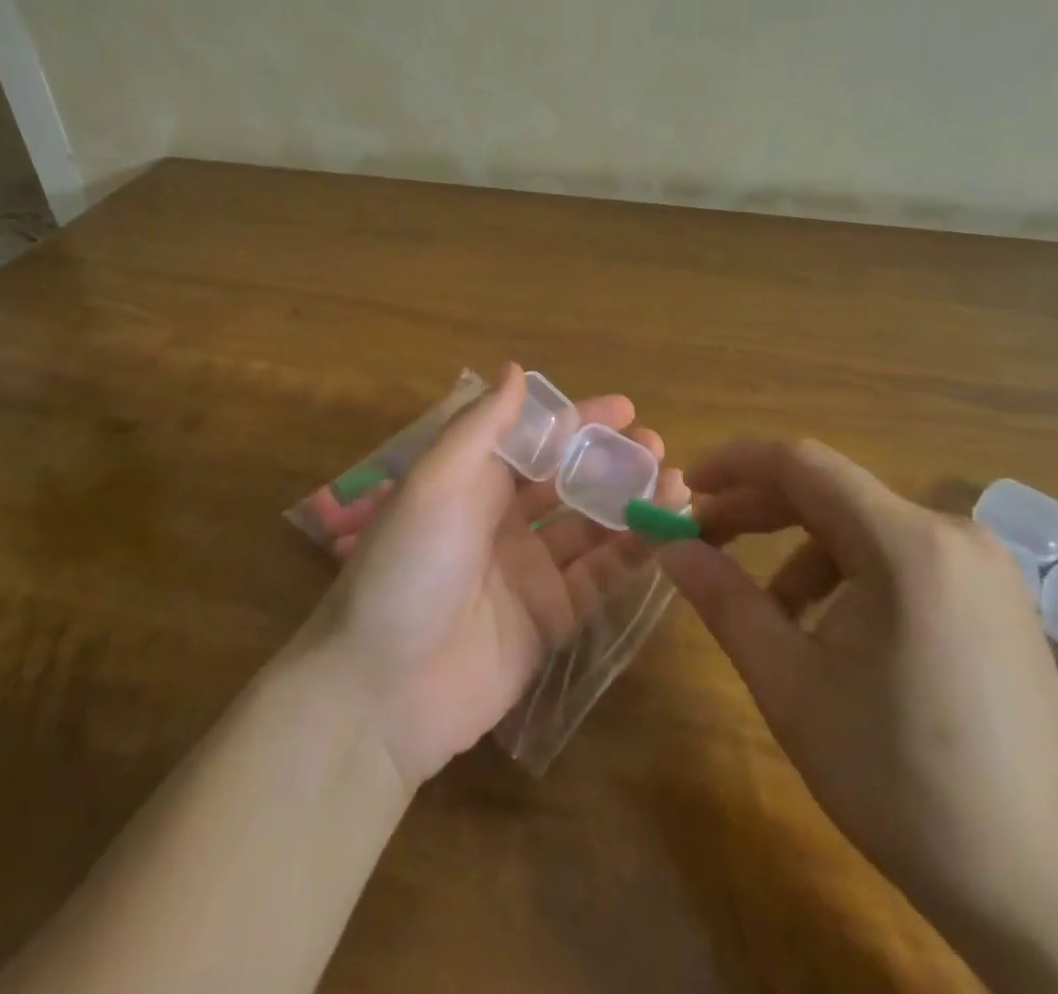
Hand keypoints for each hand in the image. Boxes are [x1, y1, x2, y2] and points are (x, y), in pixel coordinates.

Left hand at [301, 364, 685, 787]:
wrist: (383, 690)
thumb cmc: (408, 567)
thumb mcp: (436, 482)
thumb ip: (481, 426)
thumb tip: (515, 368)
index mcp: (469, 483)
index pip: (532, 440)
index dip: (576, 421)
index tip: (624, 408)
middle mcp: (500, 521)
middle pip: (566, 481)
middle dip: (610, 460)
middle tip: (657, 446)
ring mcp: (527, 571)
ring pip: (590, 526)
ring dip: (629, 501)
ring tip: (674, 482)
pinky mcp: (550, 619)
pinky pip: (599, 577)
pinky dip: (632, 552)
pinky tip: (666, 529)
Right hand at [659, 441, 1057, 993]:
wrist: (1052, 894)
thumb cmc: (905, 783)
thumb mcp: (791, 686)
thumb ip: (723, 600)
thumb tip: (670, 546)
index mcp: (907, 545)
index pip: (801, 463)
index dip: (734, 465)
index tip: (685, 490)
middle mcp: (951, 532)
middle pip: (831, 491)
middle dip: (758, 510)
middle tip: (702, 542)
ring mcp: (981, 564)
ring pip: (861, 525)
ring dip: (799, 550)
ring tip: (768, 612)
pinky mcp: (992, 596)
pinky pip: (898, 556)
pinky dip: (846, 574)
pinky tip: (830, 632)